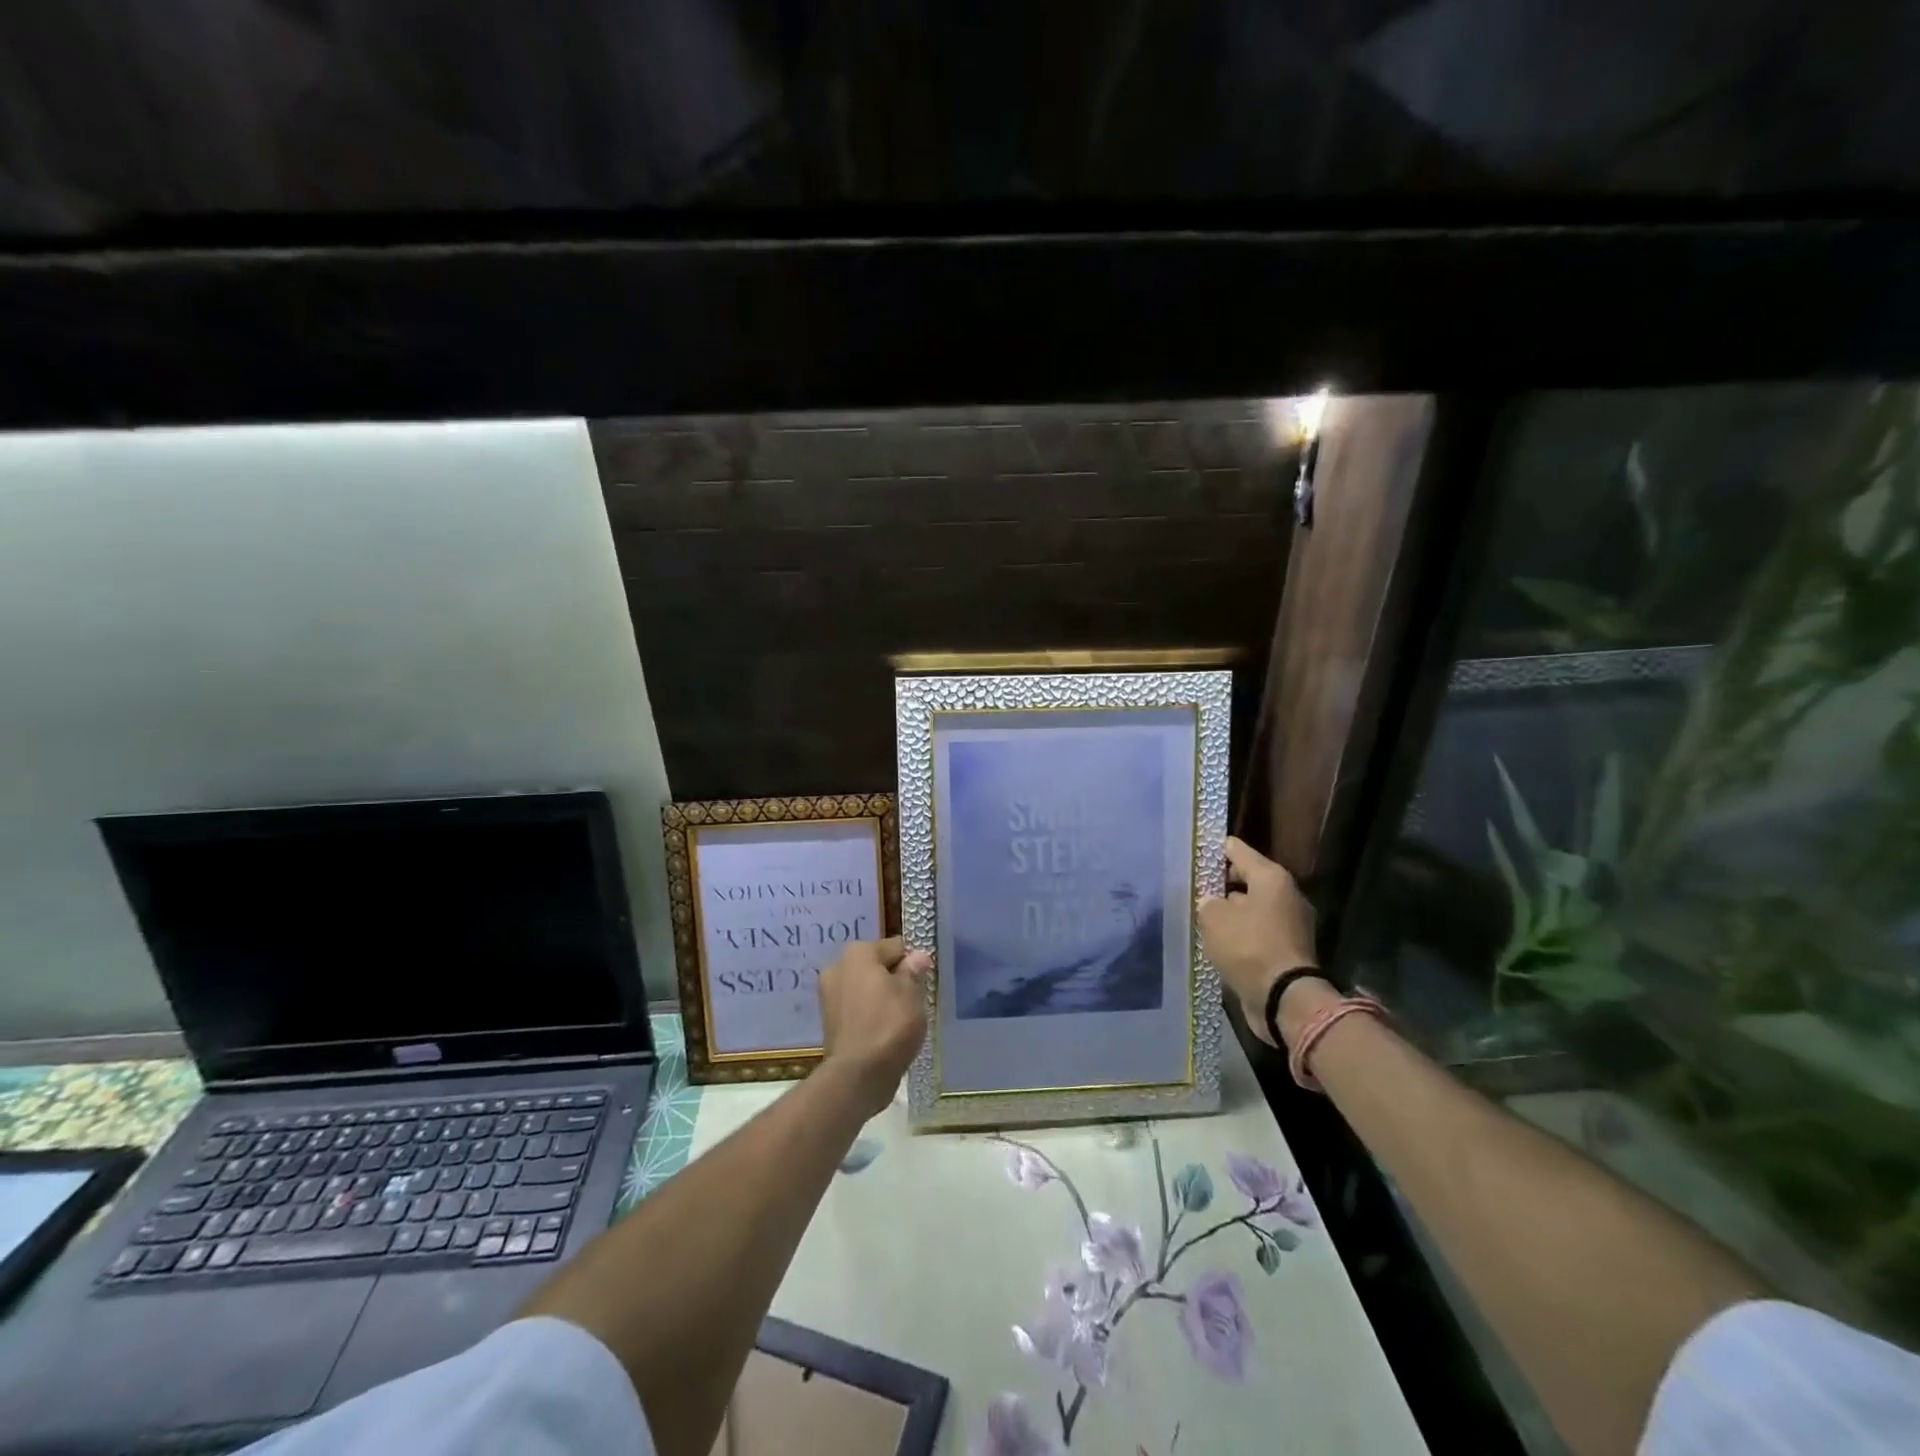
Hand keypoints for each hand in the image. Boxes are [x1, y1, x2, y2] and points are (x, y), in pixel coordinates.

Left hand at [817, 937, 930, 1116]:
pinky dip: (870, 1015)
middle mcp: (838, 967)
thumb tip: (917, 956)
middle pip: (877, 966)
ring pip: (866, 988)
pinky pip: (858, 1009)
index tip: (924, 980)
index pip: (895, 947)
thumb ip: (913, 971)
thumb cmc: (889, 1025)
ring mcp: (829, 995)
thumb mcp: (911, 994)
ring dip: (882, 997)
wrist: (857, 1075)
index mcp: (857, 952)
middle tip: (914, 1000)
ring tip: (901, 1019)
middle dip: (894, 978)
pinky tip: (885, 1031)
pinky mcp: (829, 1021)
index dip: (913, 962)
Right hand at [1199, 837, 1327, 1045]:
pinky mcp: (1289, 949)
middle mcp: (1286, 895)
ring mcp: (1291, 924)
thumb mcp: (1213, 917)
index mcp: (1271, 878)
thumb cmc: (1248, 947)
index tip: (1193, 853)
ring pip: (1252, 907)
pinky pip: (1258, 931)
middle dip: (1221, 884)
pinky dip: (1241, 934)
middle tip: (1194, 890)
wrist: (1284, 999)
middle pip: (1247, 878)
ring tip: (1202, 918)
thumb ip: (1207, 902)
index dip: (1213, 849)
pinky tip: (1219, 942)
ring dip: (1231, 912)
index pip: (1237, 849)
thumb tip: (1212, 904)